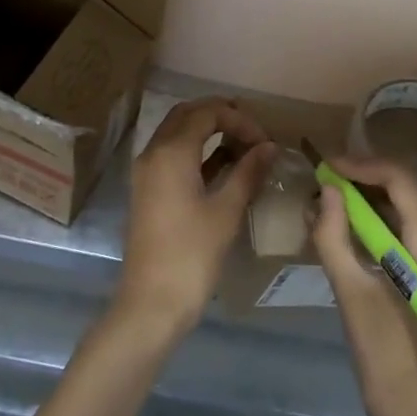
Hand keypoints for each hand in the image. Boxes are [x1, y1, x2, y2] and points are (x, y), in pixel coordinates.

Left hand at [118, 98, 276, 338]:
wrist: (151, 303)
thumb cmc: (191, 255)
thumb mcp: (226, 211)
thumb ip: (247, 172)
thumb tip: (269, 146)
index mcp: (170, 152)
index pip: (206, 112)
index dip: (239, 119)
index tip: (265, 142)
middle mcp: (153, 152)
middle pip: (187, 115)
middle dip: (221, 117)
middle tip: (253, 134)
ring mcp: (147, 171)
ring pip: (177, 133)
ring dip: (208, 132)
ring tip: (244, 148)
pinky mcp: (148, 190)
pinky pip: (172, 155)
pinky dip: (197, 152)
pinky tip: (225, 166)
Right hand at [313, 156, 416, 415]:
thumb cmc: (389, 360)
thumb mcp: (352, 296)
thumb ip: (335, 237)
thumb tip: (325, 191)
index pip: (400, 178)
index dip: (360, 165)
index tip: (324, 167)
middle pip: (407, 189)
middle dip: (362, 181)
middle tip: (321, 184)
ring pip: (410, 209)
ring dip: (370, 202)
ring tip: (328, 206)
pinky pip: (414, 231)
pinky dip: (383, 224)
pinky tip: (350, 233)